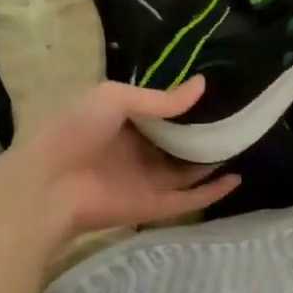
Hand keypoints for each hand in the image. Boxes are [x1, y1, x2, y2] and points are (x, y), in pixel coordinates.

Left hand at [0, 77, 239, 241]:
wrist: (49, 183)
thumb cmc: (76, 130)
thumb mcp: (115, 98)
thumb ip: (160, 98)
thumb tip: (202, 85)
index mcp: (124, 123)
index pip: (162, 115)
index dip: (187, 107)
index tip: (218, 94)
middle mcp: (139, 152)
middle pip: (179, 145)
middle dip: (204, 135)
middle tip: (238, 121)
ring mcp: (147, 181)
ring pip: (188, 172)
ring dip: (212, 162)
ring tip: (243, 146)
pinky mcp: (154, 207)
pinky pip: (189, 199)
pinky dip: (212, 192)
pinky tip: (236, 178)